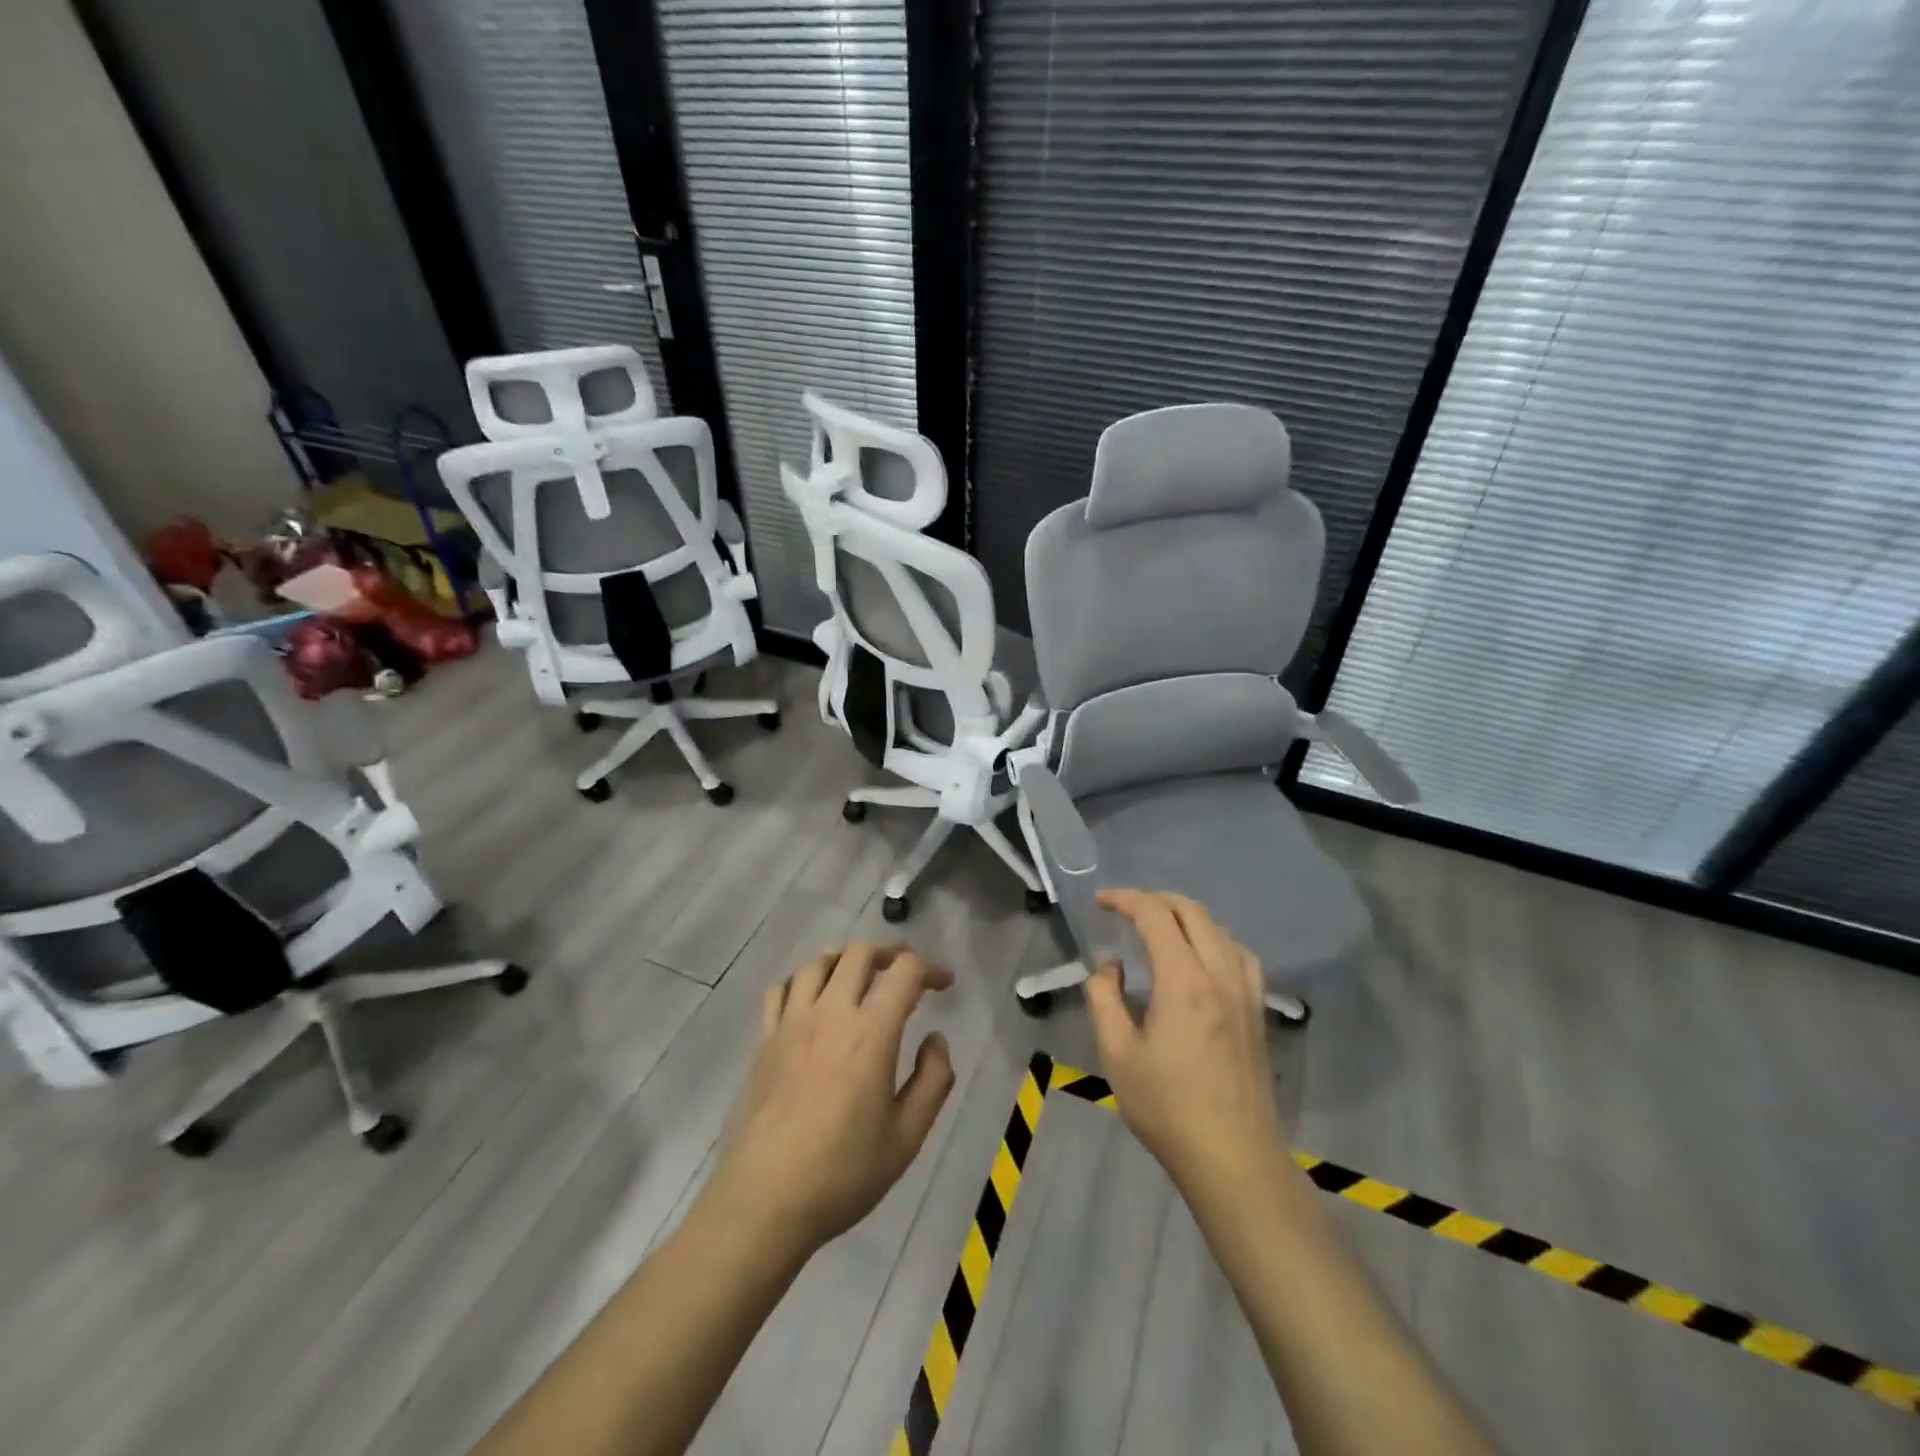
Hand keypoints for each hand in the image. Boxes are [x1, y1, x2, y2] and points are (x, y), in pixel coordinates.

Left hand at [701, 943, 955, 1258]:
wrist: (765, 1202)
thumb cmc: (843, 1173)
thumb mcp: (907, 1137)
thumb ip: (932, 1080)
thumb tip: (935, 1039)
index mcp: (871, 1033)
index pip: (904, 971)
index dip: (930, 968)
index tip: (944, 984)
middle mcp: (831, 1014)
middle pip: (859, 954)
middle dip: (889, 953)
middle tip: (905, 973)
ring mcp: (791, 1023)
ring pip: (818, 963)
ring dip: (845, 960)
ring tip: (859, 979)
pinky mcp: (764, 1040)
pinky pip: (780, 989)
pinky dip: (802, 980)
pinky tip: (811, 999)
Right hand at [1085, 889, 1287, 1202]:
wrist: (1233, 1158)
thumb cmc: (1167, 1108)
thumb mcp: (1117, 1054)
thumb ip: (1104, 998)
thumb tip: (1110, 966)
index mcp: (1184, 981)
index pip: (1155, 915)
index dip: (1126, 899)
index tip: (1101, 901)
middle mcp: (1220, 974)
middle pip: (1192, 911)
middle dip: (1155, 900)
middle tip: (1125, 909)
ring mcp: (1246, 992)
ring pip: (1219, 928)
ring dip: (1186, 915)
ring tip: (1159, 926)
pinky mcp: (1258, 1011)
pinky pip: (1240, 954)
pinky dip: (1215, 938)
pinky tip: (1203, 957)